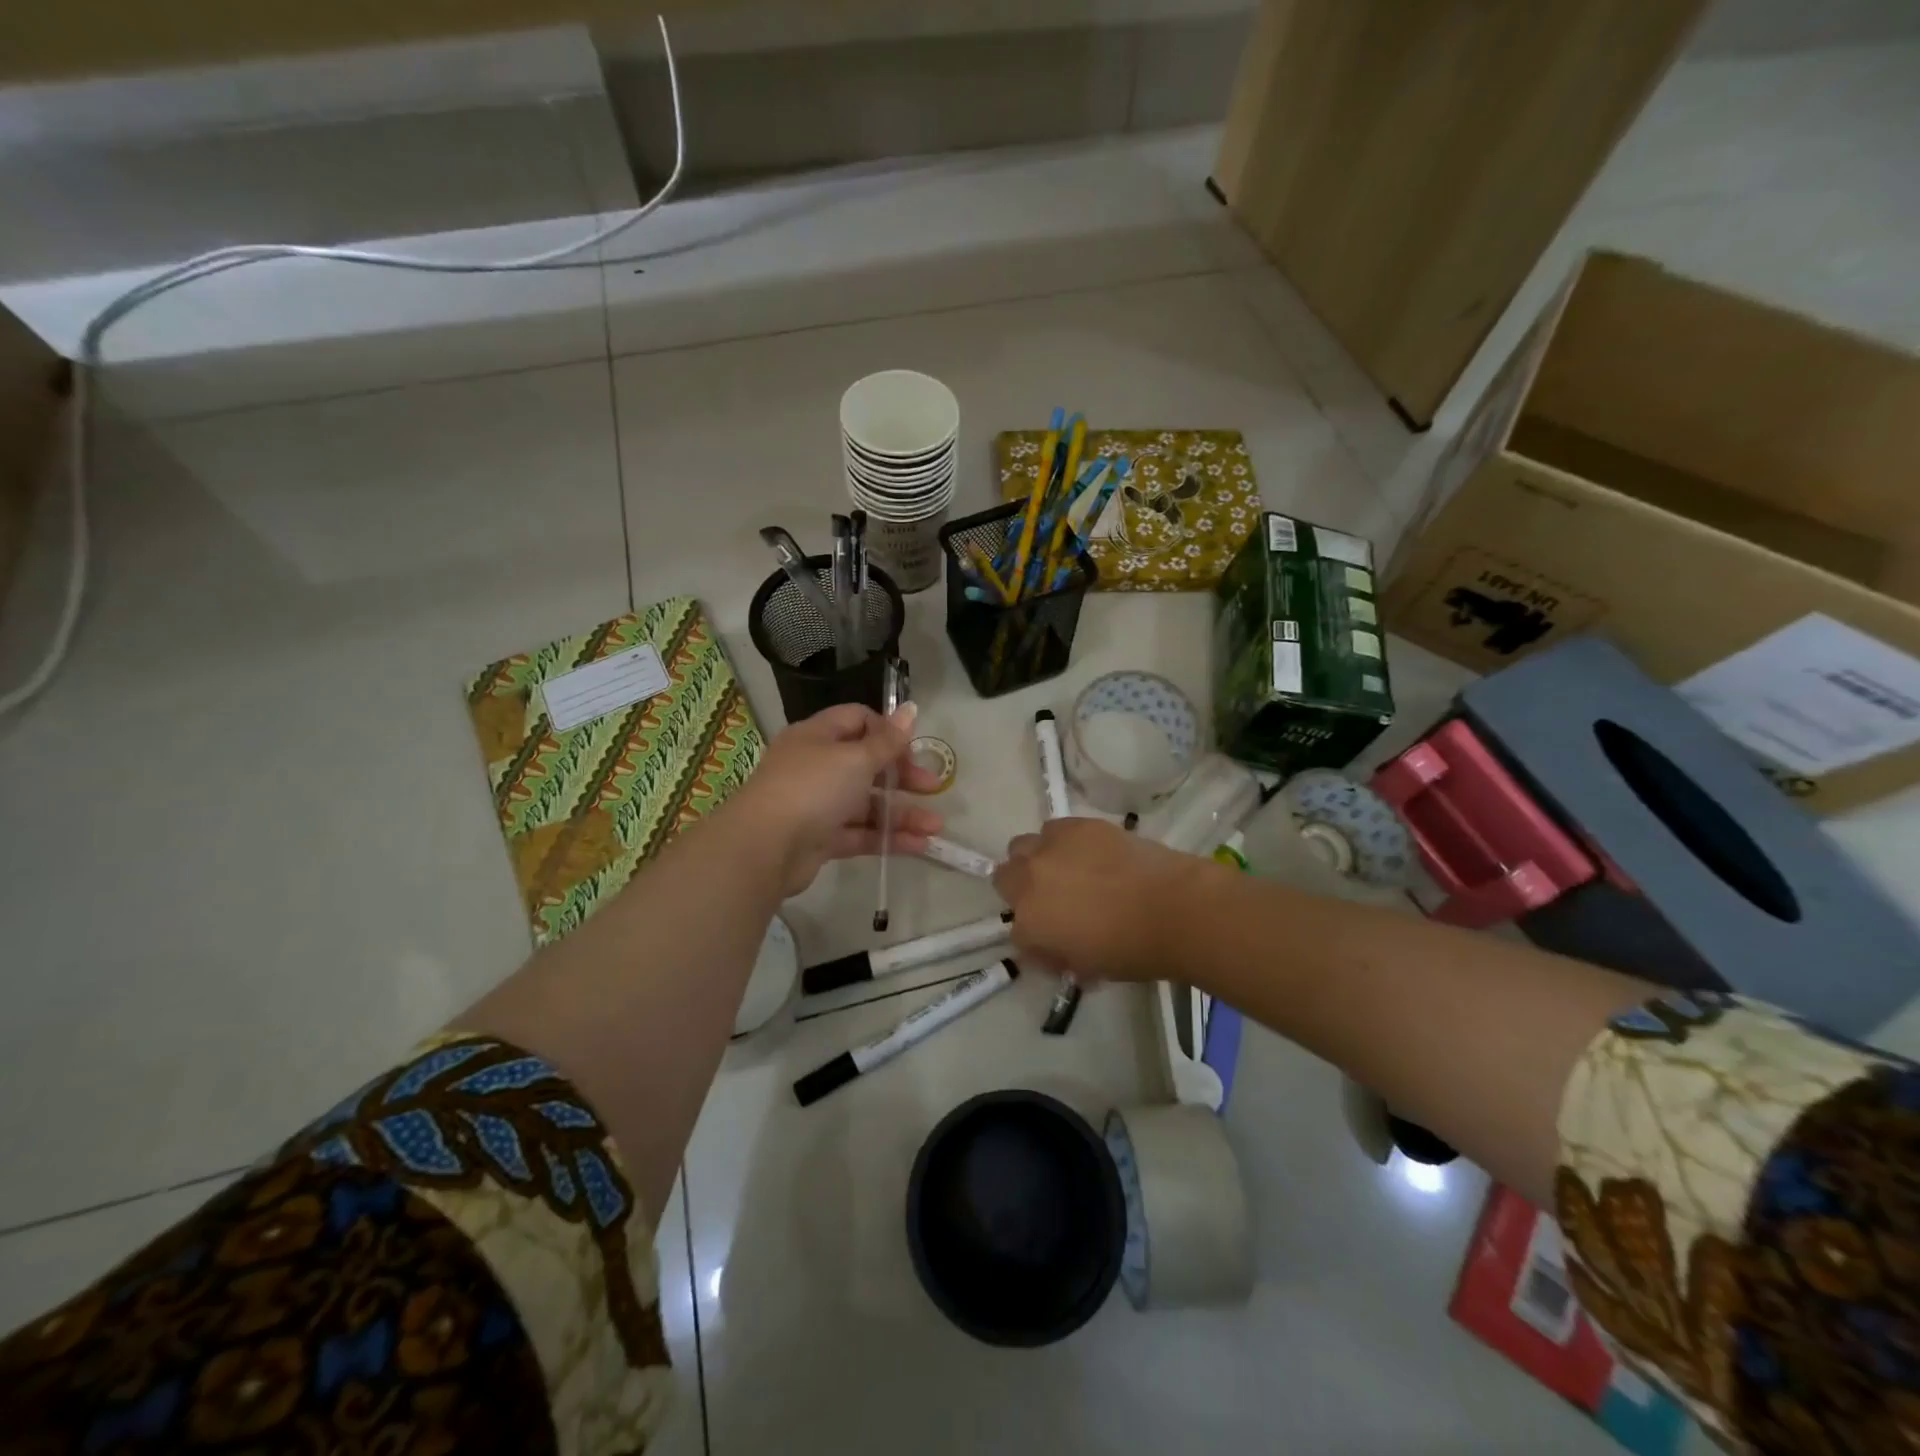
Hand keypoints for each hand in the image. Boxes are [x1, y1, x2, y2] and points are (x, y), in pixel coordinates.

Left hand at [729, 702, 944, 896]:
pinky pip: (860, 833)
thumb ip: (887, 740)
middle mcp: (816, 766)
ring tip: (937, 827)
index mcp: (818, 736)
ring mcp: (817, 804)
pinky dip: (888, 838)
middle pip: (867, 764)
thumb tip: (910, 708)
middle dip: (903, 776)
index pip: (858, 720)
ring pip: (867, 804)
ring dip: (902, 813)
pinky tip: (920, 845)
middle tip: (933, 787)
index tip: (911, 749)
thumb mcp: (855, 758)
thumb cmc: (812, 788)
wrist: (764, 848)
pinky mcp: (820, 838)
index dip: (887, 731)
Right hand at [993, 817, 1201, 982]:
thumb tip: (1054, 944)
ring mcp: (1051, 848)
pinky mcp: (1076, 826)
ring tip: (1067, 869)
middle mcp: (1029, 882)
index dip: (1037, 936)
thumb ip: (1058, 954)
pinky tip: (1088, 852)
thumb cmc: (1133, 950)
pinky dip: (1063, 841)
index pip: (1016, 932)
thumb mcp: (1086, 968)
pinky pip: (1054, 829)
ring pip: (1023, 847)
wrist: (1173, 908)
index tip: (1056, 939)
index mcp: (1030, 924)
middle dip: (1021, 888)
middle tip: (1051, 898)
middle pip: (1004, 878)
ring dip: (1037, 859)